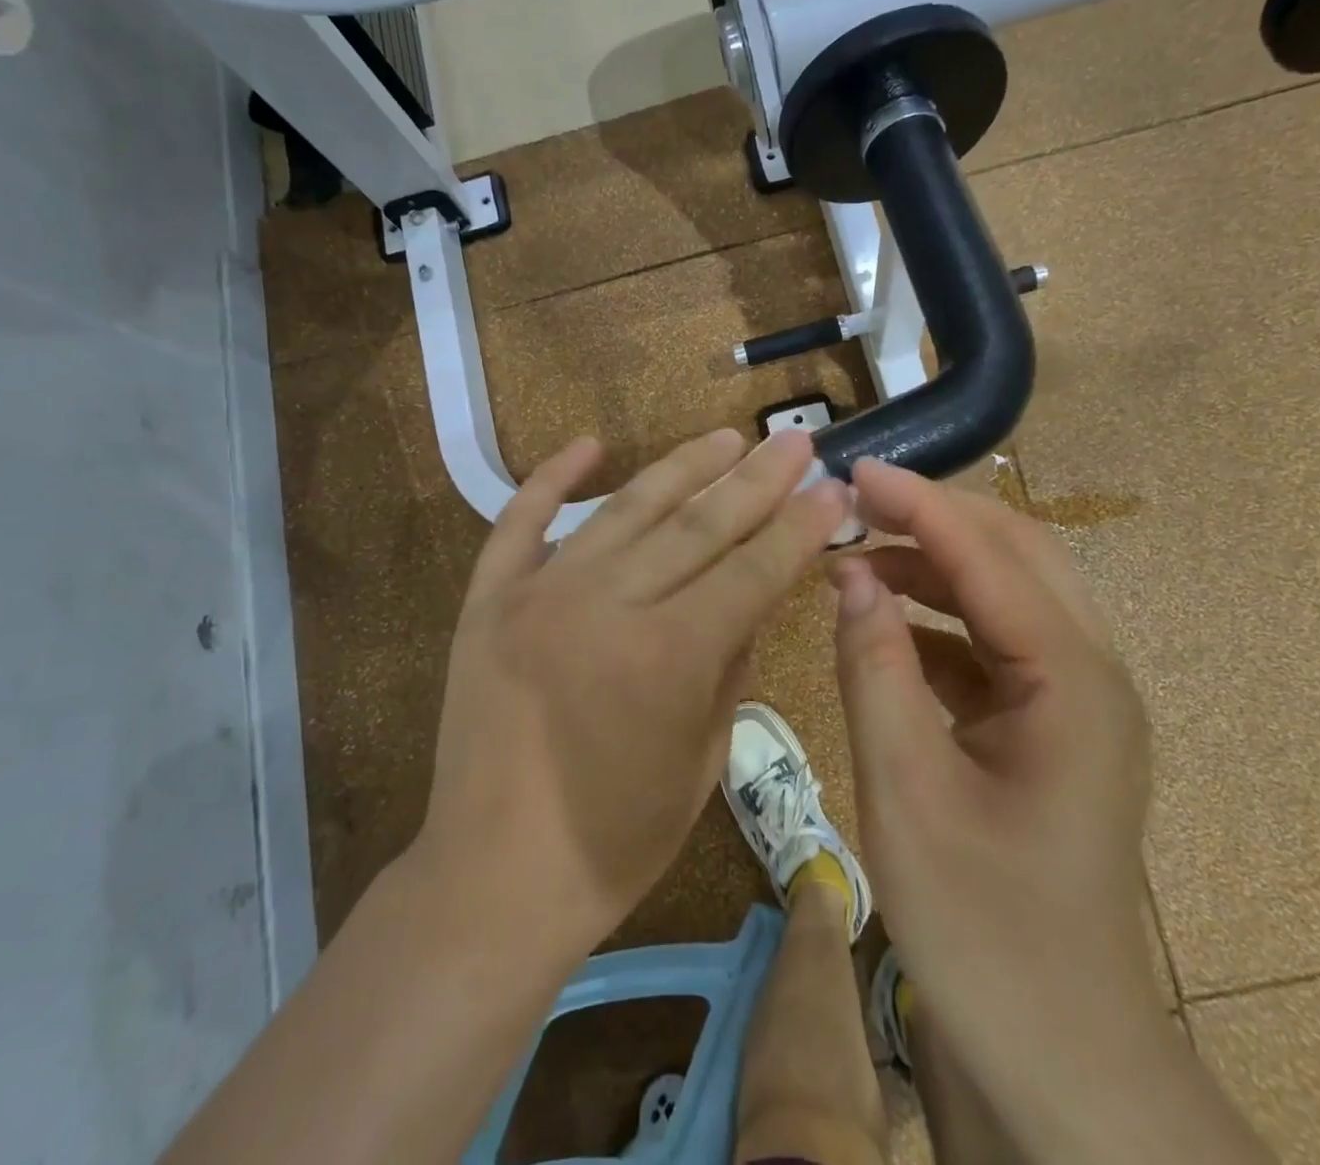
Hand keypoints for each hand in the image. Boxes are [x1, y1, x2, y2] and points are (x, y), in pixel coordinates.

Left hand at [419, 428, 848, 949]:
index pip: (752, 569)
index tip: (832, 488)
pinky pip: (519, 523)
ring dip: (681, 467)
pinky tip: (589, 446)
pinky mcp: (488, 601)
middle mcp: (604, 606)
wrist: (492, 881)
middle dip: (756, 480)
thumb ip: (732, 666)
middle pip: (697, 525)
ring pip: (624, 509)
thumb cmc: (615, 841)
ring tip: (726, 437)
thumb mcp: (703, 760)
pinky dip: (551, 478)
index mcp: (666, 656)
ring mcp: (538, 595)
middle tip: (795, 441)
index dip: (799, 526)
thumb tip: (752, 599)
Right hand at [829, 458, 1154, 1036]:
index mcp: (1073, 682)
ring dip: (933, 564)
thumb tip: (848, 572)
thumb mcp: (905, 791)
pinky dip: (936, 619)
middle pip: (1015, 555)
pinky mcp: (1048, 726)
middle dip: (933, 517)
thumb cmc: (983, 930)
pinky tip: (882, 623)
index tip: (853, 470)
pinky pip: (990, 643)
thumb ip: (873, 668)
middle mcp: (1090, 673)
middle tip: (854, 501)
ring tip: (856, 554)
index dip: (917, 504)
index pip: (988, 557)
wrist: (1057, 1058)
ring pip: (1004, 594)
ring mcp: (1074, 701)